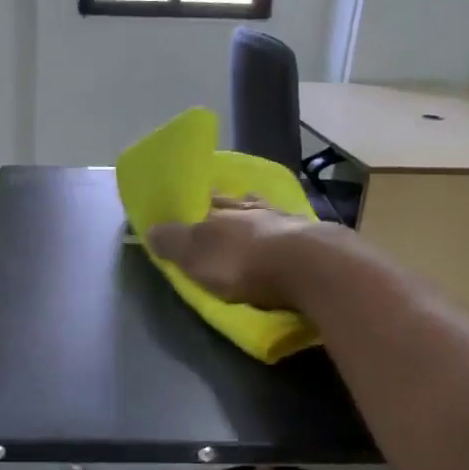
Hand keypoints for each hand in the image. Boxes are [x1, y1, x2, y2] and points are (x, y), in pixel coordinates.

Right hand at [146, 196, 329, 310]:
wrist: (312, 269)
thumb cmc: (244, 262)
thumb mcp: (196, 256)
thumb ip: (173, 242)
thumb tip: (149, 228)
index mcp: (225, 208)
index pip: (206, 200)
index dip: (198, 204)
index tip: (193, 205)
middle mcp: (257, 208)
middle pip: (239, 204)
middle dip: (231, 209)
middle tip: (224, 215)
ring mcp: (290, 222)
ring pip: (269, 216)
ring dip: (262, 221)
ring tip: (257, 228)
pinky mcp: (319, 241)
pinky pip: (295, 235)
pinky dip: (287, 239)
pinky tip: (288, 242)